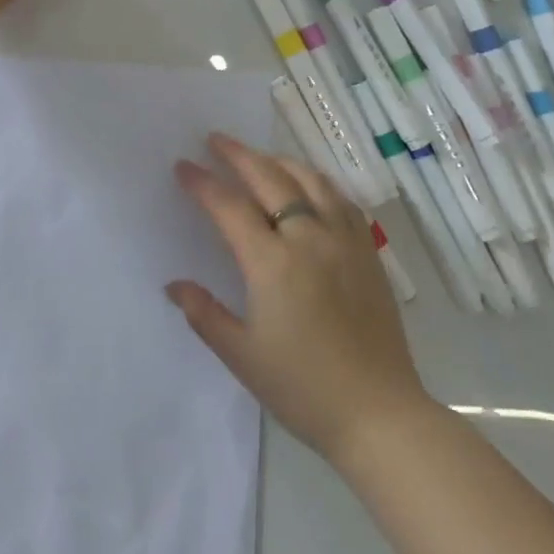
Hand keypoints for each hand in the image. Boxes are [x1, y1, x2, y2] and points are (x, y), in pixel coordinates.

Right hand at [169, 134, 427, 465]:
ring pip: (311, 181)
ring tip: (259, 157)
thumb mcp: (242, 356)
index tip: (183, 166)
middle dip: (238, 155)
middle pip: (270, 179)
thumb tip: (173, 285)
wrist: (380, 414)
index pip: (230, 207)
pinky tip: (311, 186)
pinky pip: (341, 200)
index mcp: (273, 263)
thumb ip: (205, 314)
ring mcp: (344, 241)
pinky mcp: (368, 252)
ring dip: (279, 161)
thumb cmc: (303, 388)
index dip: (203, 183)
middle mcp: (309, 239)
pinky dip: (318, 182)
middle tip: (215, 139)